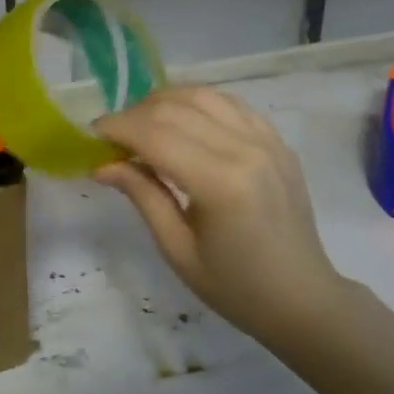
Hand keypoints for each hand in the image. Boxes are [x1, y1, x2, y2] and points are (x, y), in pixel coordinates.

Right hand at [94, 87, 342, 338]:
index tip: (92, 137)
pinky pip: (229, 104)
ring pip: (202, 95)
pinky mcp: (278, 141)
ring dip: (163, 103)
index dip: (117, 128)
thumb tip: (102, 164)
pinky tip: (182, 124)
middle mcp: (245, 149)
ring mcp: (267, 140)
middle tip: (113, 138)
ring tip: (143, 127)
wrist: (301, 298)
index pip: (155, 134)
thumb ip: (142, 196)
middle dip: (133, 115)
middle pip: (174, 108)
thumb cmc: (234, 286)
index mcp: (220, 183)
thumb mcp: (177, 249)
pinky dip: (197, 104)